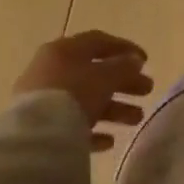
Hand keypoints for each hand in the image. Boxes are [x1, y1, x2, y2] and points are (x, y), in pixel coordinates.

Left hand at [16, 32, 154, 151]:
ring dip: (114, 108)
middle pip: (95, 73)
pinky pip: (72, 125)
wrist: (35, 137)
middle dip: (124, 83)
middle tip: (147, 90)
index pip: (99, 42)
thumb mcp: (106, 76)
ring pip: (86, 100)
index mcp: (64, 50)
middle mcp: (52, 70)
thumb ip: (124, 66)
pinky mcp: (40, 127)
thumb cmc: (74, 93)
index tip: (146, 61)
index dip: (125, 49)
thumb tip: (134, 61)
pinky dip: (93, 130)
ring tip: (137, 119)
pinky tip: (110, 141)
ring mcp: (43, 100)